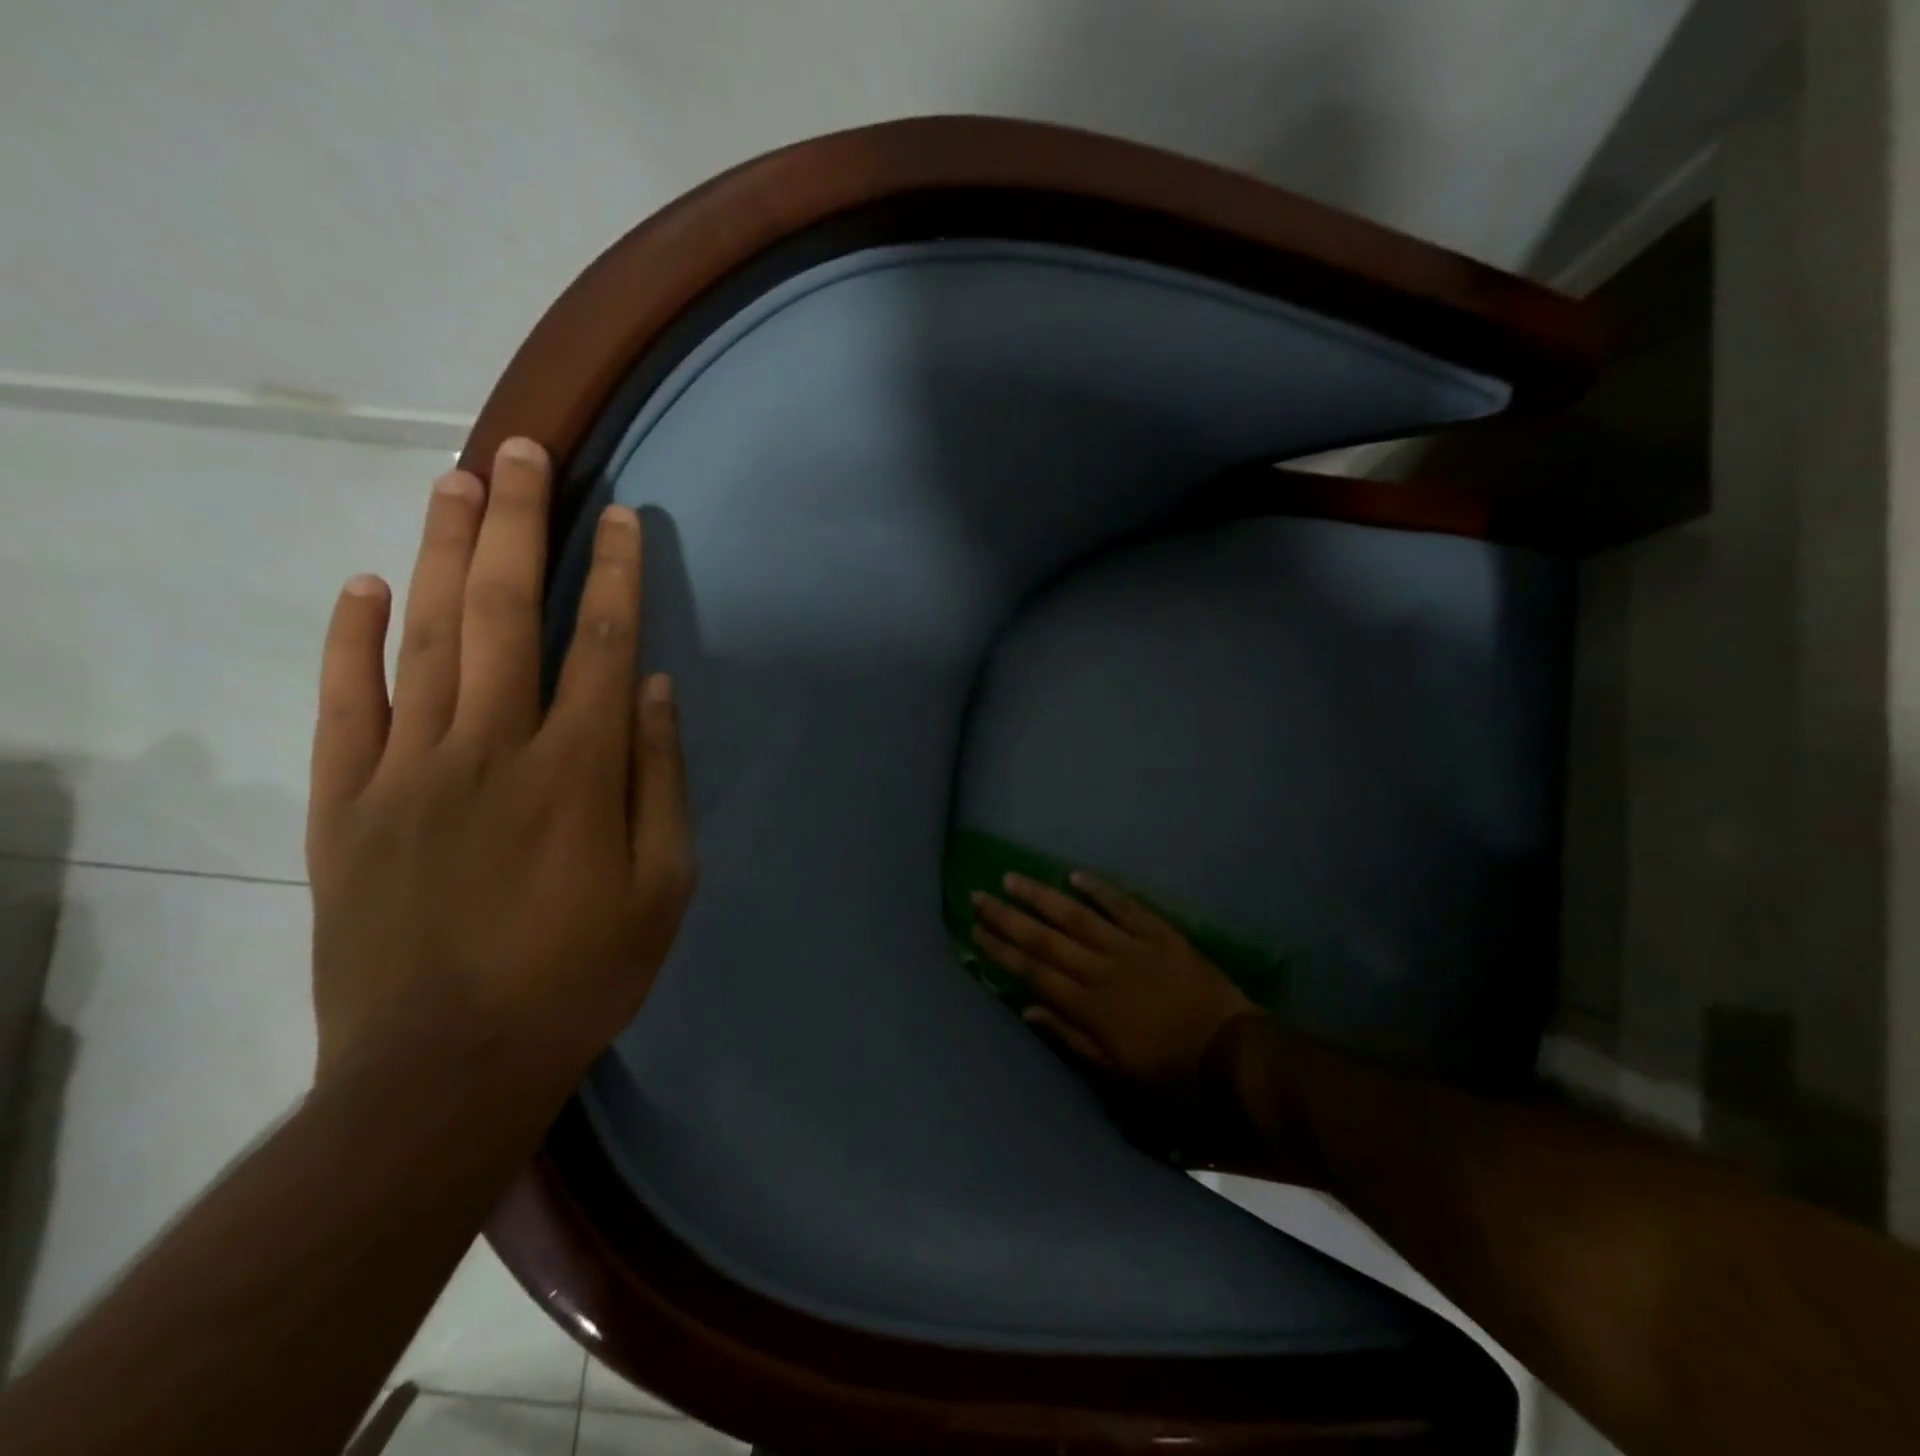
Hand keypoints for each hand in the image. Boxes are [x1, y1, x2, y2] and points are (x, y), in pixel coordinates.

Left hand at [305, 437, 696, 1101]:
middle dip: (520, 525)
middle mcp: (492, 748)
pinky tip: (364, 583)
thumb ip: (660, 782)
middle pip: (506, 613)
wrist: (446, 1066)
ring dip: (442, 552)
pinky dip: (350, 638)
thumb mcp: (662, 887)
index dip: (617, 574)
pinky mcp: (348, 803)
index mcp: (578, 771)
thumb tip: (658, 692)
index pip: (604, 645)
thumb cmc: (580, 973)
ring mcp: (409, 770)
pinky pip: (345, 703)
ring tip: (456, 481)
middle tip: (524, 451)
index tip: (624, 517)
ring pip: (424, 637)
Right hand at [971, 872, 1255, 1088]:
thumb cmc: (1170, 1071)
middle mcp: (1101, 970)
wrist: (1230, 1053)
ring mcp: (1130, 947)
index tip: (975, 931)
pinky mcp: (1159, 934)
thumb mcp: (1115, 1070)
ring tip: (1012, 878)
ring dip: (1042, 896)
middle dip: (1008, 917)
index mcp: (1088, 1006)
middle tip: (979, 895)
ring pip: (1077, 916)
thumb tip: (1028, 1009)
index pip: (1034, 972)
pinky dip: (1100, 889)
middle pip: (1046, 939)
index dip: (1002, 950)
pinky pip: (1125, 906)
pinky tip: (1075, 875)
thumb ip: (1070, 1036)